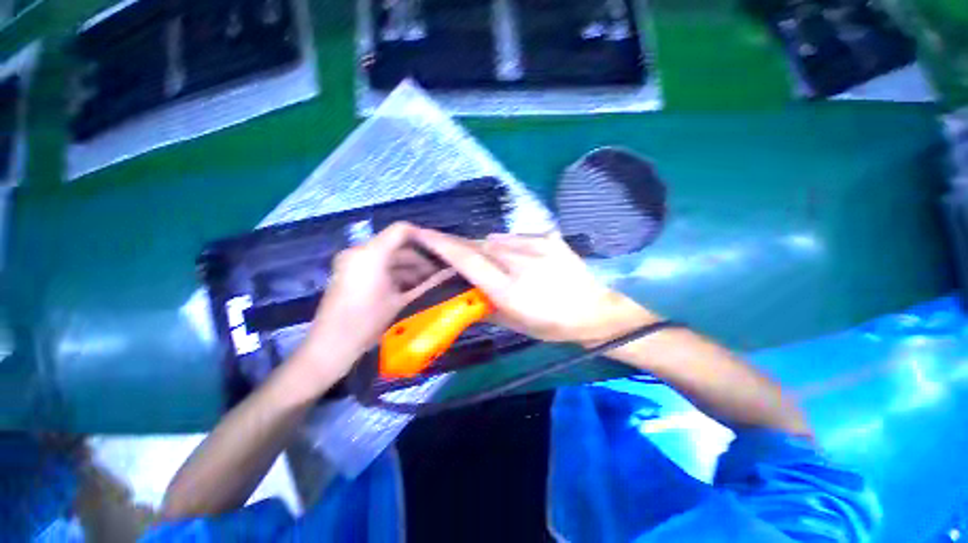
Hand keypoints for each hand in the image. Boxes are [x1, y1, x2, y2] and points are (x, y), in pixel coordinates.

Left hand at [292, 223, 450, 384]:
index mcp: (370, 254)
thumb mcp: (399, 300)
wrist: (333, 345)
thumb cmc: (368, 320)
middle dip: (421, 259)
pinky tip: (417, 284)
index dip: (423, 237)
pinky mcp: (354, 276)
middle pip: (398, 248)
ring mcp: (356, 265)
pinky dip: (398, 275)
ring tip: (432, 280)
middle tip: (441, 271)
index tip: (441, 250)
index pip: (401, 231)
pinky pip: (381, 269)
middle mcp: (361, 253)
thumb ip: (425, 282)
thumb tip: (447, 272)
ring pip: (391, 260)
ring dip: (411, 269)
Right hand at [412, 228, 657, 344]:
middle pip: (479, 246)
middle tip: (455, 254)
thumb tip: (463, 289)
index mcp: (510, 289)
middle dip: (463, 248)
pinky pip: (516, 238)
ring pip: (496, 240)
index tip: (423, 234)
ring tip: (494, 263)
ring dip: (487, 249)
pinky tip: (518, 259)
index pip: (468, 260)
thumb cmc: (552, 325)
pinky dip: (508, 246)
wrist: (593, 310)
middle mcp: (521, 262)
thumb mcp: (514, 323)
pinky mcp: (549, 237)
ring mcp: (538, 245)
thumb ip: (484, 304)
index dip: (443, 246)